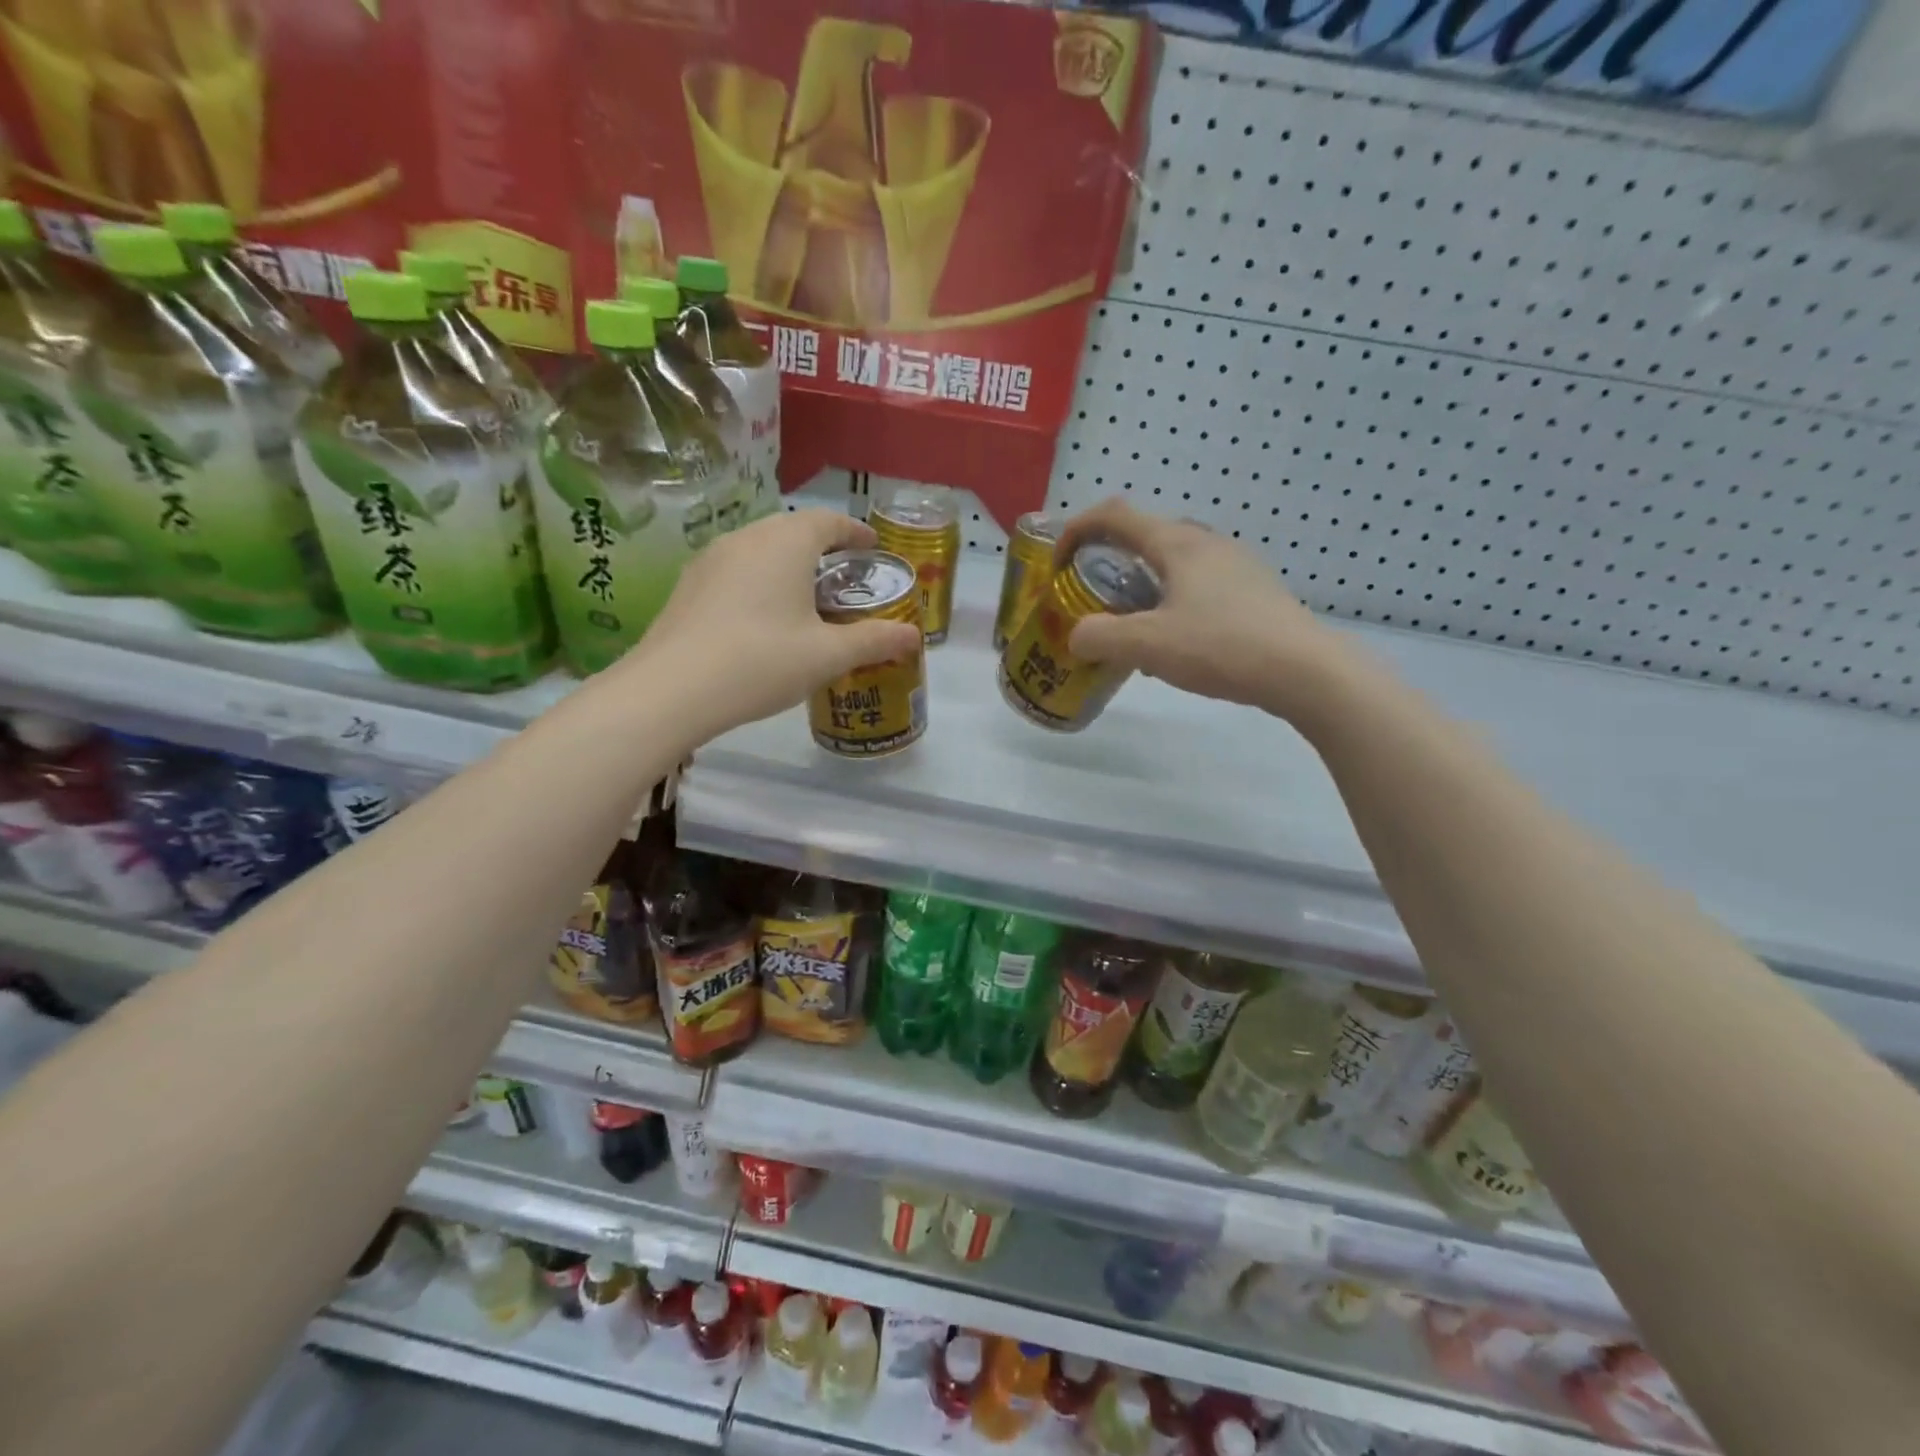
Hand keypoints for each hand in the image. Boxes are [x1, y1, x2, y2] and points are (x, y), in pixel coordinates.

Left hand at [617, 509, 921, 744]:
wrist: (672, 689)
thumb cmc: (762, 661)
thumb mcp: (828, 656)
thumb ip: (874, 640)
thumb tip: (913, 636)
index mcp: (786, 543)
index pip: (828, 521)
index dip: (854, 532)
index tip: (872, 546)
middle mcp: (747, 538)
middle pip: (792, 529)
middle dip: (822, 546)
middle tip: (843, 574)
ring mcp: (711, 558)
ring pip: (761, 548)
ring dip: (788, 562)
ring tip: (805, 595)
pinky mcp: (689, 585)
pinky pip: (736, 569)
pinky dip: (760, 579)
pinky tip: (763, 615)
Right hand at [1058, 498, 1346, 718]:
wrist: (1305, 670)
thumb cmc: (1222, 646)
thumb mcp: (1148, 645)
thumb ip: (1100, 637)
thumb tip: (1078, 637)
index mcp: (1177, 544)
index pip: (1114, 515)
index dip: (1076, 530)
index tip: (1057, 564)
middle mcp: (1206, 543)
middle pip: (1144, 535)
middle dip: (1108, 560)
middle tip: (1091, 596)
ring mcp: (1235, 565)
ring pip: (1173, 563)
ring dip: (1141, 584)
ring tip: (1131, 627)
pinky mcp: (1253, 591)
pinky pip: (1197, 584)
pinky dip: (1170, 601)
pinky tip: (1174, 643)